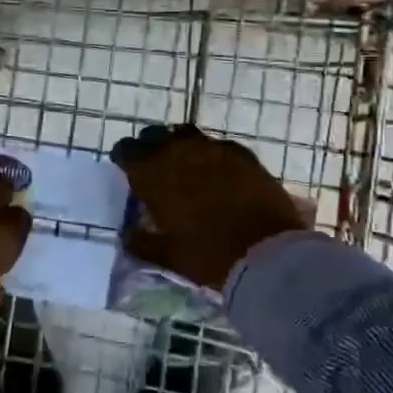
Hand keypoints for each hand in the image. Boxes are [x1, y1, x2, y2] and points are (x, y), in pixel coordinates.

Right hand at [111, 123, 309, 289]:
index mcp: (153, 174)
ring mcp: (212, 148)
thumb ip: (142, 242)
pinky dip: (211, 154)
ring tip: (186, 167)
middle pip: (155, 137)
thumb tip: (128, 234)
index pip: (126, 151)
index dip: (125, 159)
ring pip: (186, 136)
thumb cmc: (209, 255)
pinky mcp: (241, 153)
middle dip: (151, 149)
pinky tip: (217, 172)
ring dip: (180, 147)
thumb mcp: (168, 256)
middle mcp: (178, 152)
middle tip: (156, 170)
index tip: (128, 171)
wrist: (267, 252)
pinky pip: (217, 145)